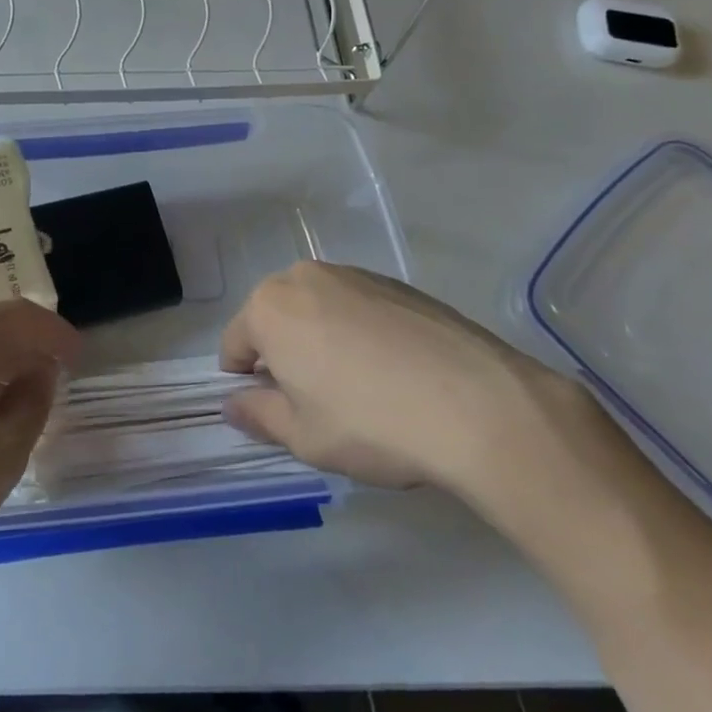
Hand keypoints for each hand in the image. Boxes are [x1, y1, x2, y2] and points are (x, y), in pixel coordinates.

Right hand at [221, 261, 566, 496]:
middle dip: (283, 354)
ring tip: (359, 387)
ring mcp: (354, 275)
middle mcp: (305, 277)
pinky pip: (358, 307)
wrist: (477, 404)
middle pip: (275, 318)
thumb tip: (233, 404)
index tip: (270, 410)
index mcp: (269, 308)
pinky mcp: (397, 284)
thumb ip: (258, 415)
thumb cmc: (370, 423)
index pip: (235, 342)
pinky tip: (393, 372)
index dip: (244, 380)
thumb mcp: (303, 436)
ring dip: (321, 340)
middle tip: (314, 401)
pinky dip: (359, 333)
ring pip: (317, 309)